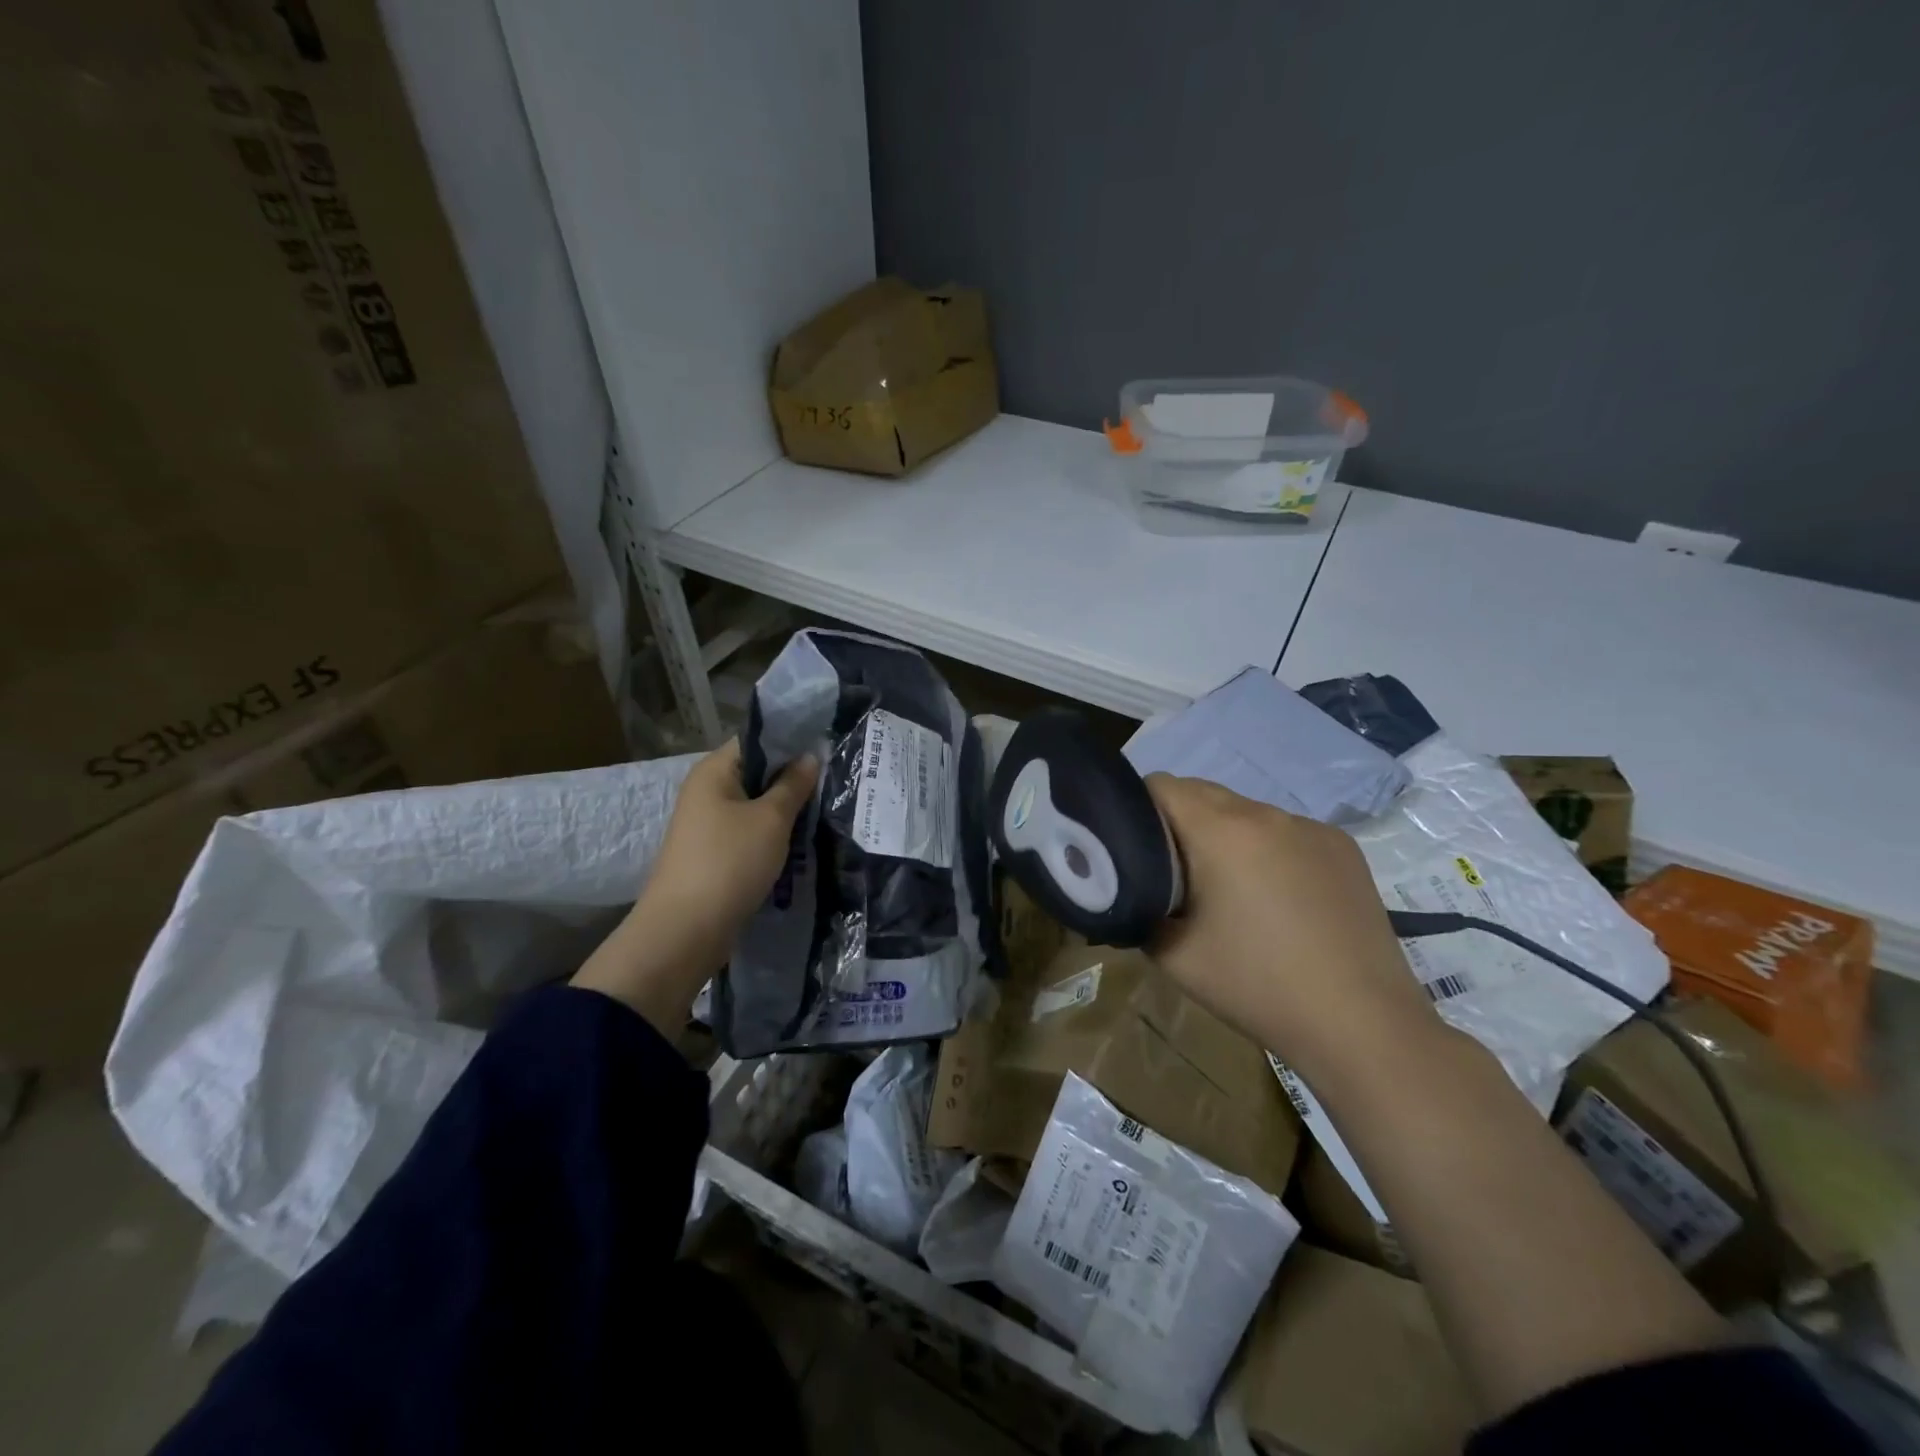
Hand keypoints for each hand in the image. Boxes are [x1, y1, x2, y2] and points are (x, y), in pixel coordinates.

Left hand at [573, 740, 817, 1031]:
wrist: (686, 930)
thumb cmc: (730, 862)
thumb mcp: (771, 819)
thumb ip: (793, 785)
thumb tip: (810, 756)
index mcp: (714, 771)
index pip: (756, 740)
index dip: (790, 741)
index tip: (827, 749)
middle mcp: (706, 791)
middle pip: (757, 773)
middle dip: (792, 779)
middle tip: (833, 782)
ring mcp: (708, 825)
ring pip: (756, 806)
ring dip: (785, 810)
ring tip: (824, 811)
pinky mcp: (714, 854)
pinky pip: (749, 833)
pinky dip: (773, 835)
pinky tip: (801, 842)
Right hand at [1144, 773, 1440, 1084]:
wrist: (1362, 1024)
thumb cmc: (1257, 986)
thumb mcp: (1173, 955)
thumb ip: (1139, 907)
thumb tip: (1136, 889)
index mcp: (1221, 831)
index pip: (1161, 786)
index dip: (1136, 810)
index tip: (1135, 850)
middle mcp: (1266, 813)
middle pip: (1202, 792)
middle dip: (1178, 822)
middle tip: (1175, 875)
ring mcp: (1311, 827)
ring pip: (1245, 811)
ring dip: (1224, 835)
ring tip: (1231, 890)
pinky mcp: (1343, 847)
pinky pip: (1285, 831)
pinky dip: (1267, 849)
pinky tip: (1280, 898)